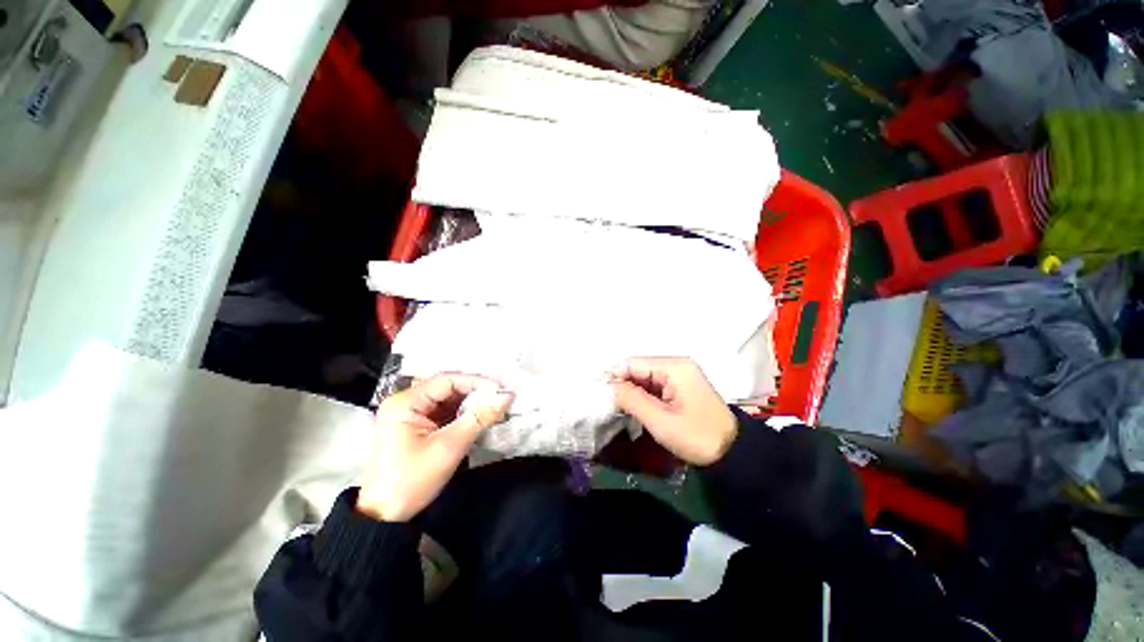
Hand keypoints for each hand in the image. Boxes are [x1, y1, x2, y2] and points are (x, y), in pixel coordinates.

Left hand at [357, 374, 513, 521]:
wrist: (383, 517)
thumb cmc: (412, 480)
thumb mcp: (449, 447)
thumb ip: (479, 418)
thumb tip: (506, 396)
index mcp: (405, 402)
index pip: (447, 380)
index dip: (476, 382)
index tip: (500, 390)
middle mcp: (405, 401)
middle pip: (447, 388)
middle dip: (475, 392)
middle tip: (500, 398)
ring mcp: (409, 413)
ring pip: (447, 399)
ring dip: (471, 403)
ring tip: (494, 407)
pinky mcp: (415, 425)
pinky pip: (444, 412)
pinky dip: (462, 414)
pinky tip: (478, 417)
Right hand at [610, 357, 737, 465]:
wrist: (733, 456)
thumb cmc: (697, 436)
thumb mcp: (661, 420)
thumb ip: (632, 399)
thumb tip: (609, 386)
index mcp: (674, 367)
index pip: (634, 362)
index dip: (615, 376)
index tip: (601, 393)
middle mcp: (676, 365)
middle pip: (639, 369)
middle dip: (623, 384)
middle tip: (608, 404)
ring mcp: (679, 376)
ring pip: (645, 378)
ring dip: (632, 392)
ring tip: (618, 408)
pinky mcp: (680, 388)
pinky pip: (654, 387)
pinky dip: (643, 397)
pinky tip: (634, 408)